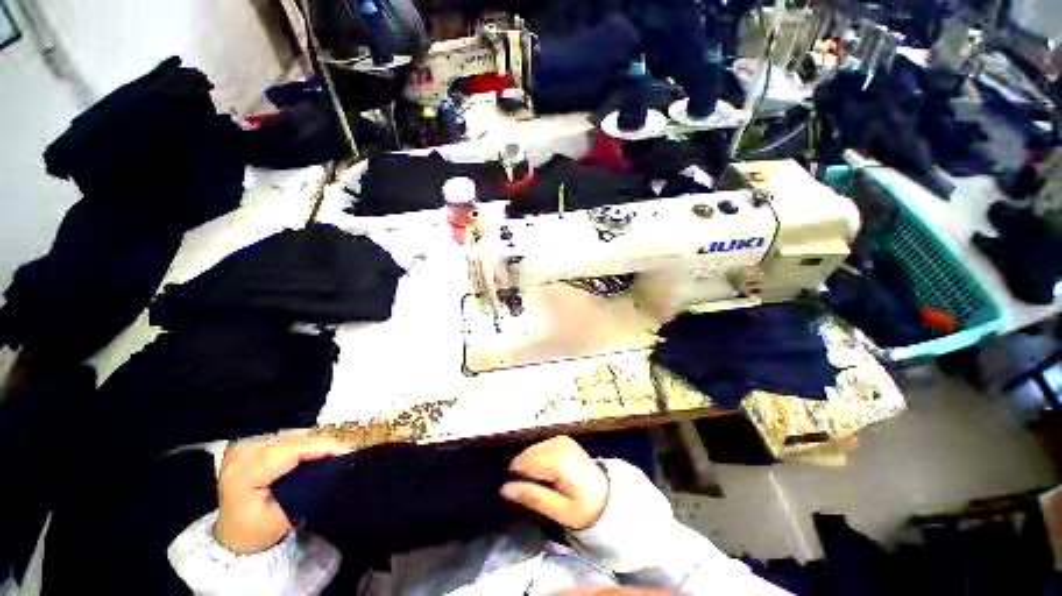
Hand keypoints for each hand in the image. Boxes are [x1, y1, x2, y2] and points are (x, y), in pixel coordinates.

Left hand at [215, 431, 349, 553]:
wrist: (234, 532)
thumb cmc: (256, 531)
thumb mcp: (282, 518)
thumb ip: (306, 492)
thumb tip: (335, 469)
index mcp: (244, 474)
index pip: (288, 451)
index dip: (321, 446)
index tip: (347, 450)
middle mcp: (243, 453)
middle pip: (293, 439)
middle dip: (323, 443)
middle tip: (347, 452)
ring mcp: (247, 444)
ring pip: (293, 433)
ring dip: (316, 441)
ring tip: (335, 452)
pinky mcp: (254, 442)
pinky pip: (288, 435)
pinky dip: (306, 441)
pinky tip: (317, 450)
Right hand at [500, 436, 608, 529]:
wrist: (606, 495)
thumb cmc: (584, 507)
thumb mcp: (559, 511)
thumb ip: (533, 496)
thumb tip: (504, 488)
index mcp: (560, 460)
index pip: (525, 462)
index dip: (517, 477)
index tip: (519, 493)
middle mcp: (559, 443)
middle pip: (527, 454)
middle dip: (524, 471)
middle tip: (534, 491)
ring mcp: (561, 439)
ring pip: (531, 449)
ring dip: (530, 465)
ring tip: (541, 483)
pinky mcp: (561, 439)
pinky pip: (539, 447)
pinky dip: (537, 459)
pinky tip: (545, 472)